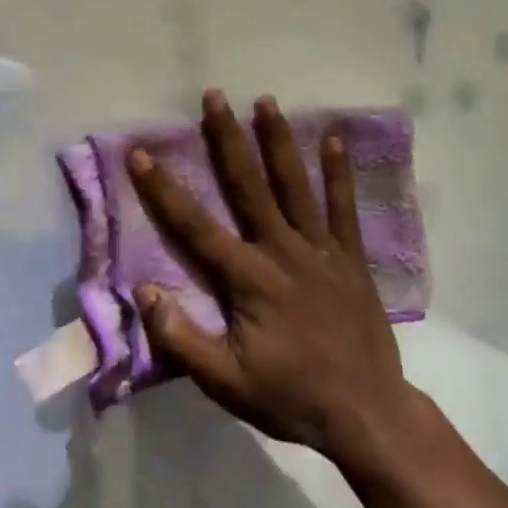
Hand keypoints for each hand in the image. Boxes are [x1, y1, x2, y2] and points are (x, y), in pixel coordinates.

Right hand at [126, 90, 416, 464]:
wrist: (365, 410)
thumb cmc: (290, 396)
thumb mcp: (225, 382)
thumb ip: (182, 338)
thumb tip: (144, 290)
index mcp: (247, 278)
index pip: (195, 226)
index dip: (164, 190)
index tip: (142, 153)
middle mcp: (281, 250)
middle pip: (248, 185)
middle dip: (228, 138)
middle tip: (214, 96)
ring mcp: (320, 248)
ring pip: (294, 184)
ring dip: (278, 141)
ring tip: (266, 101)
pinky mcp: (350, 256)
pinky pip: (343, 207)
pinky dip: (339, 172)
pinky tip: (335, 139)